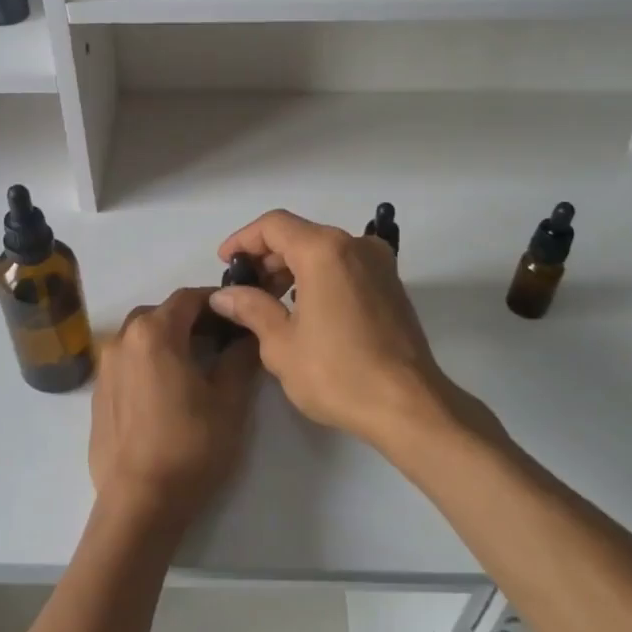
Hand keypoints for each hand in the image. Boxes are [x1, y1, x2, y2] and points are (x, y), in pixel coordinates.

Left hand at [88, 287, 260, 539]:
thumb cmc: (190, 446)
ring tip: (197, 366)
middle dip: (193, 320)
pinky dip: (149, 363)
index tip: (241, 314)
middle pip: (162, 314)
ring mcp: (104, 368)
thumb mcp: (228, 402)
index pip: (189, 298)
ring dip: (169, 341)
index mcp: (154, 333)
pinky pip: (127, 363)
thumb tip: (247, 337)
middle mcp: (122, 340)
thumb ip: (239, 359)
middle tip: (223, 340)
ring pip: (141, 338)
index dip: (218, 301)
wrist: (139, 502)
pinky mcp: (97, 395)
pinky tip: (168, 391)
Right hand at [208, 210, 451, 447]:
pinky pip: (345, 266)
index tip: (225, 263)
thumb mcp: (281, 344)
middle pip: (301, 234)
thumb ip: (251, 308)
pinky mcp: (392, 285)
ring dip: (293, 268)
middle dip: (267, 257)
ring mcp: (379, 264)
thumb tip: (224, 295)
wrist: (407, 405)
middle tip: (243, 288)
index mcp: (324, 251)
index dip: (243, 239)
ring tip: (269, 301)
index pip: (274, 226)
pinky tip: (304, 308)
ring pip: (324, 250)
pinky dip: (319, 276)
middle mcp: (355, 246)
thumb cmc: (337, 373)